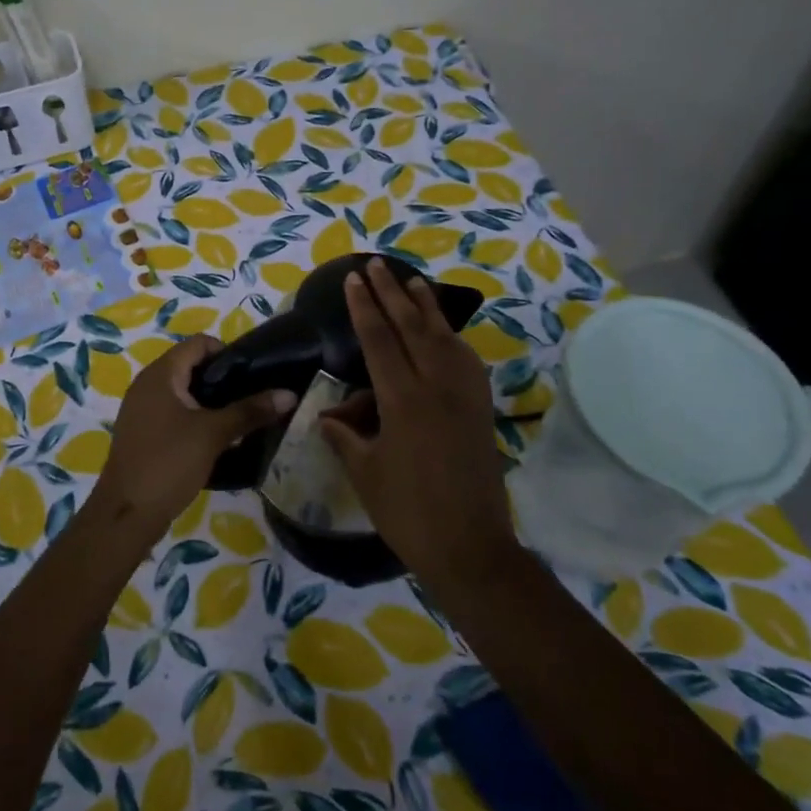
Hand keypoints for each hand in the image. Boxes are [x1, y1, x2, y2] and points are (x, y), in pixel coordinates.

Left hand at [89, 335, 294, 538]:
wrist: (127, 513)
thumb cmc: (169, 462)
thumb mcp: (213, 434)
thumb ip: (250, 411)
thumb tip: (289, 394)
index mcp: (160, 374)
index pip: (198, 343)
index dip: (227, 352)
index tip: (252, 375)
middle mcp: (147, 384)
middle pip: (191, 366)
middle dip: (222, 380)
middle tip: (252, 397)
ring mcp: (141, 409)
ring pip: (183, 392)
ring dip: (210, 402)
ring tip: (240, 418)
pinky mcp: (142, 432)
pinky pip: (173, 412)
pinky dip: (194, 418)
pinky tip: (216, 439)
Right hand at [320, 259, 513, 582]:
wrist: (470, 546)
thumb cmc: (408, 512)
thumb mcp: (365, 472)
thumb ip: (346, 436)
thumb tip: (330, 416)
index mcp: (403, 400)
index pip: (379, 341)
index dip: (363, 307)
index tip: (353, 279)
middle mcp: (437, 387)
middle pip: (412, 328)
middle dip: (391, 293)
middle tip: (376, 264)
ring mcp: (464, 396)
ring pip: (444, 338)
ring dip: (426, 306)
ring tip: (412, 281)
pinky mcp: (480, 409)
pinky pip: (465, 360)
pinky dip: (451, 338)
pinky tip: (445, 332)